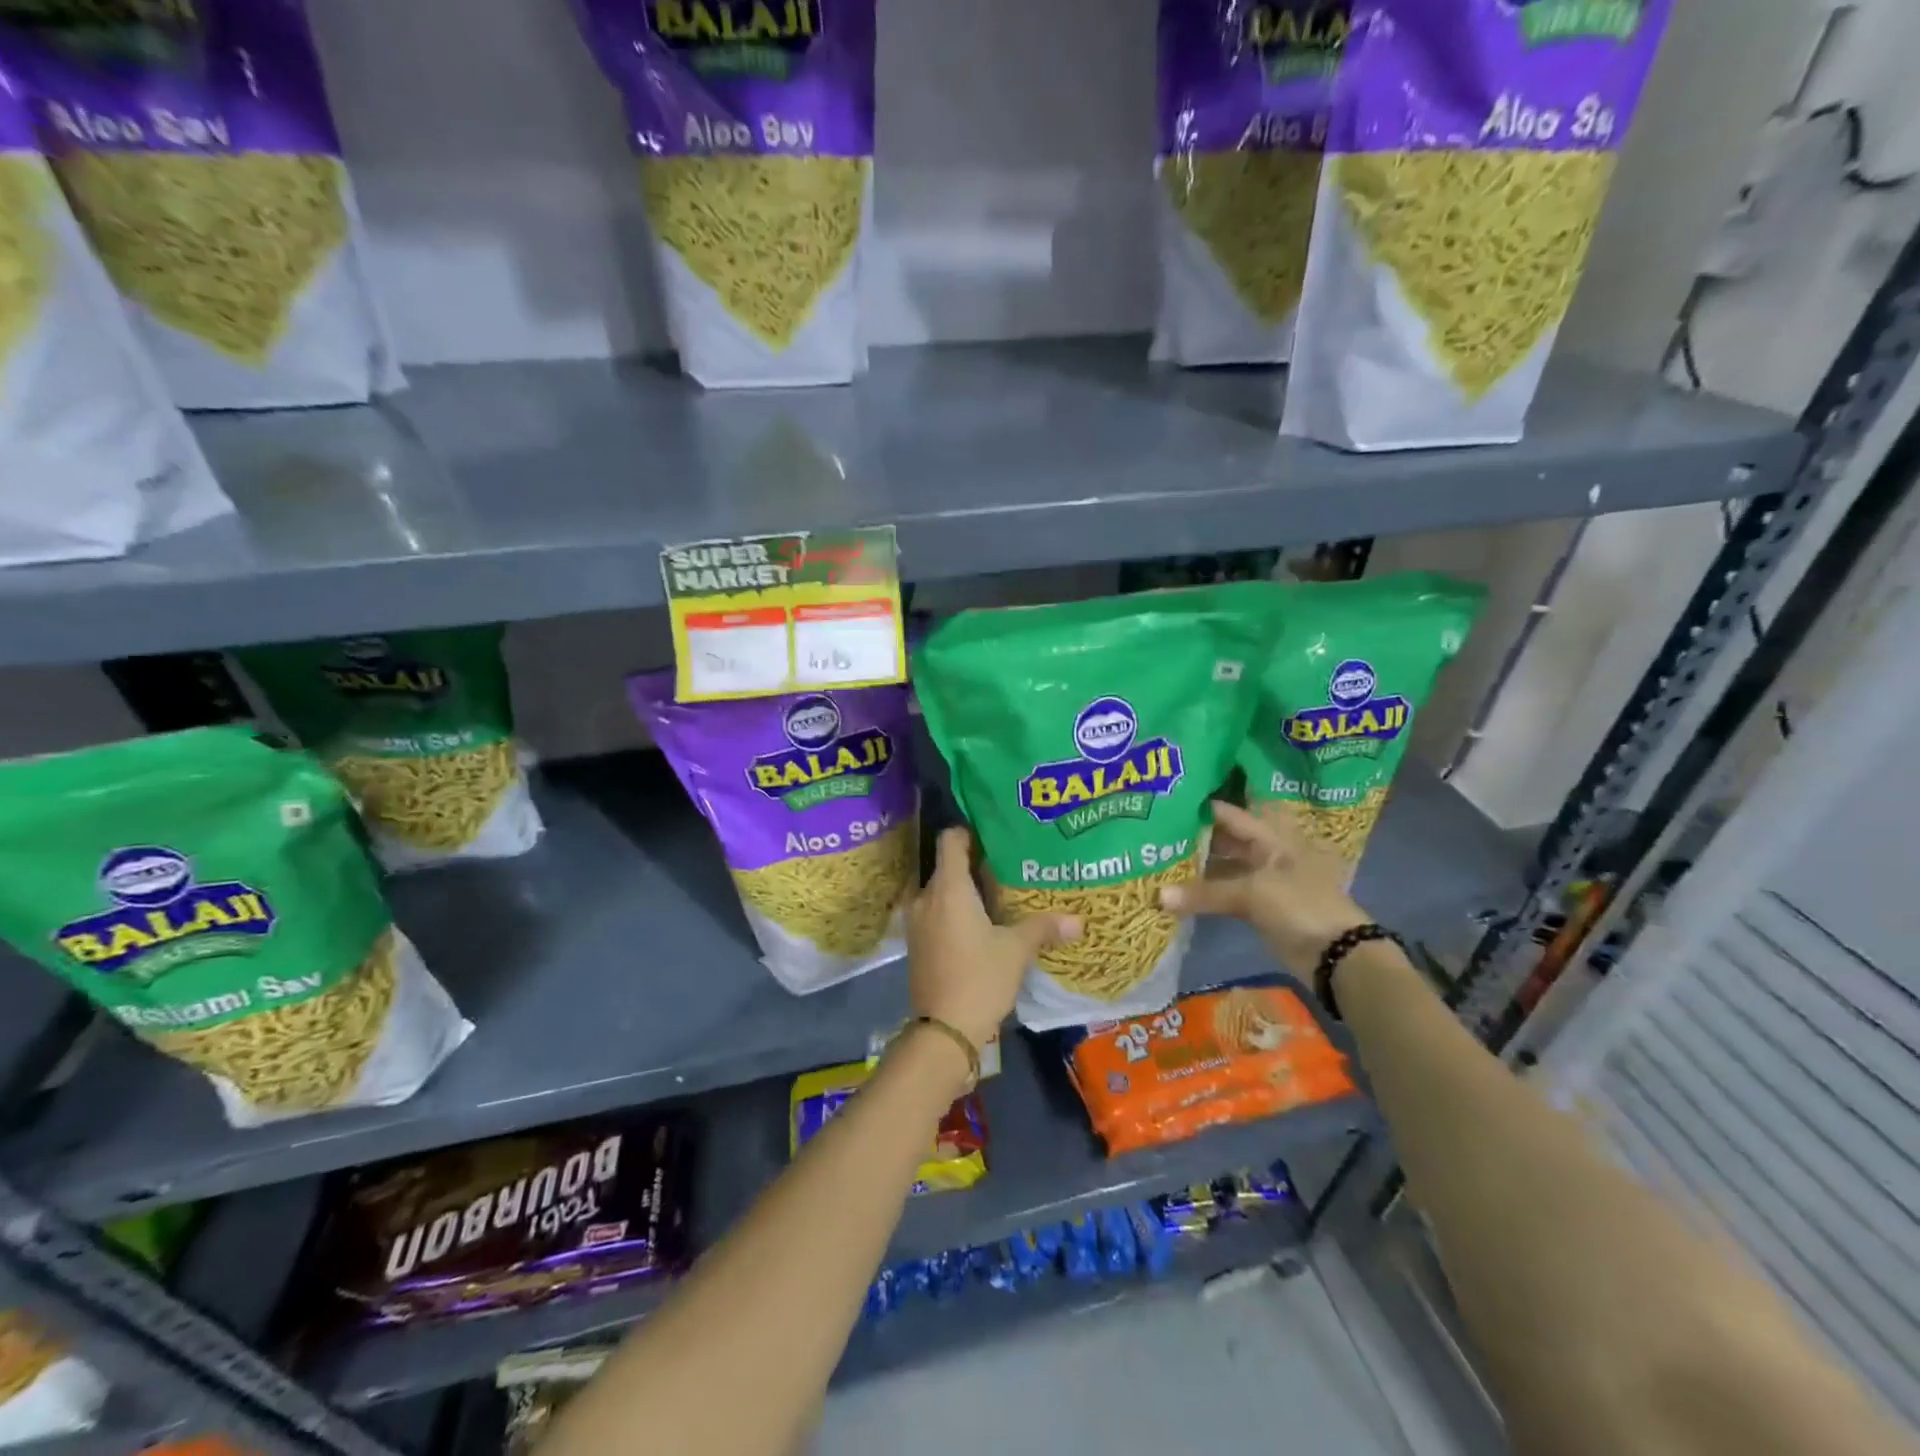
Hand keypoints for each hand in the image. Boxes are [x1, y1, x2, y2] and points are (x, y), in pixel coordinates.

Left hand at [907, 827, 1078, 1050]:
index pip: (951, 840)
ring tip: (996, 896)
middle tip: (1007, 866)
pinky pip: (935, 913)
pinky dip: (954, 912)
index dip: (970, 832)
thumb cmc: (980, 978)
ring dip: (964, 891)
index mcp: (948, 888)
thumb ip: (1043, 927)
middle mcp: (926, 897)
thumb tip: (1078, 920)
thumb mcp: (1016, 950)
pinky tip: (979, 926)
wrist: (943, 1031)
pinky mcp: (916, 944)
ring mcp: (917, 922)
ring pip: (941, 892)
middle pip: (948, 866)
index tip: (994, 836)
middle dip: (974, 864)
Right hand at [1161, 801, 1367, 975]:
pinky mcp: (1261, 907)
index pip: (1230, 815)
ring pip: (1225, 867)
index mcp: (1273, 837)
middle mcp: (1268, 853)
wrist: (1338, 955)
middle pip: (1226, 840)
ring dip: (1198, 867)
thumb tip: (1158, 896)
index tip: (1165, 804)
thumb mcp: (1251, 893)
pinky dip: (1206, 893)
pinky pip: (1227, 893)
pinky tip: (1179, 891)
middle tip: (1155, 834)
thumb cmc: (1300, 906)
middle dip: (1195, 838)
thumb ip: (1204, 893)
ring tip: (1160, 860)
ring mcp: (1265, 881)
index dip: (1201, 809)